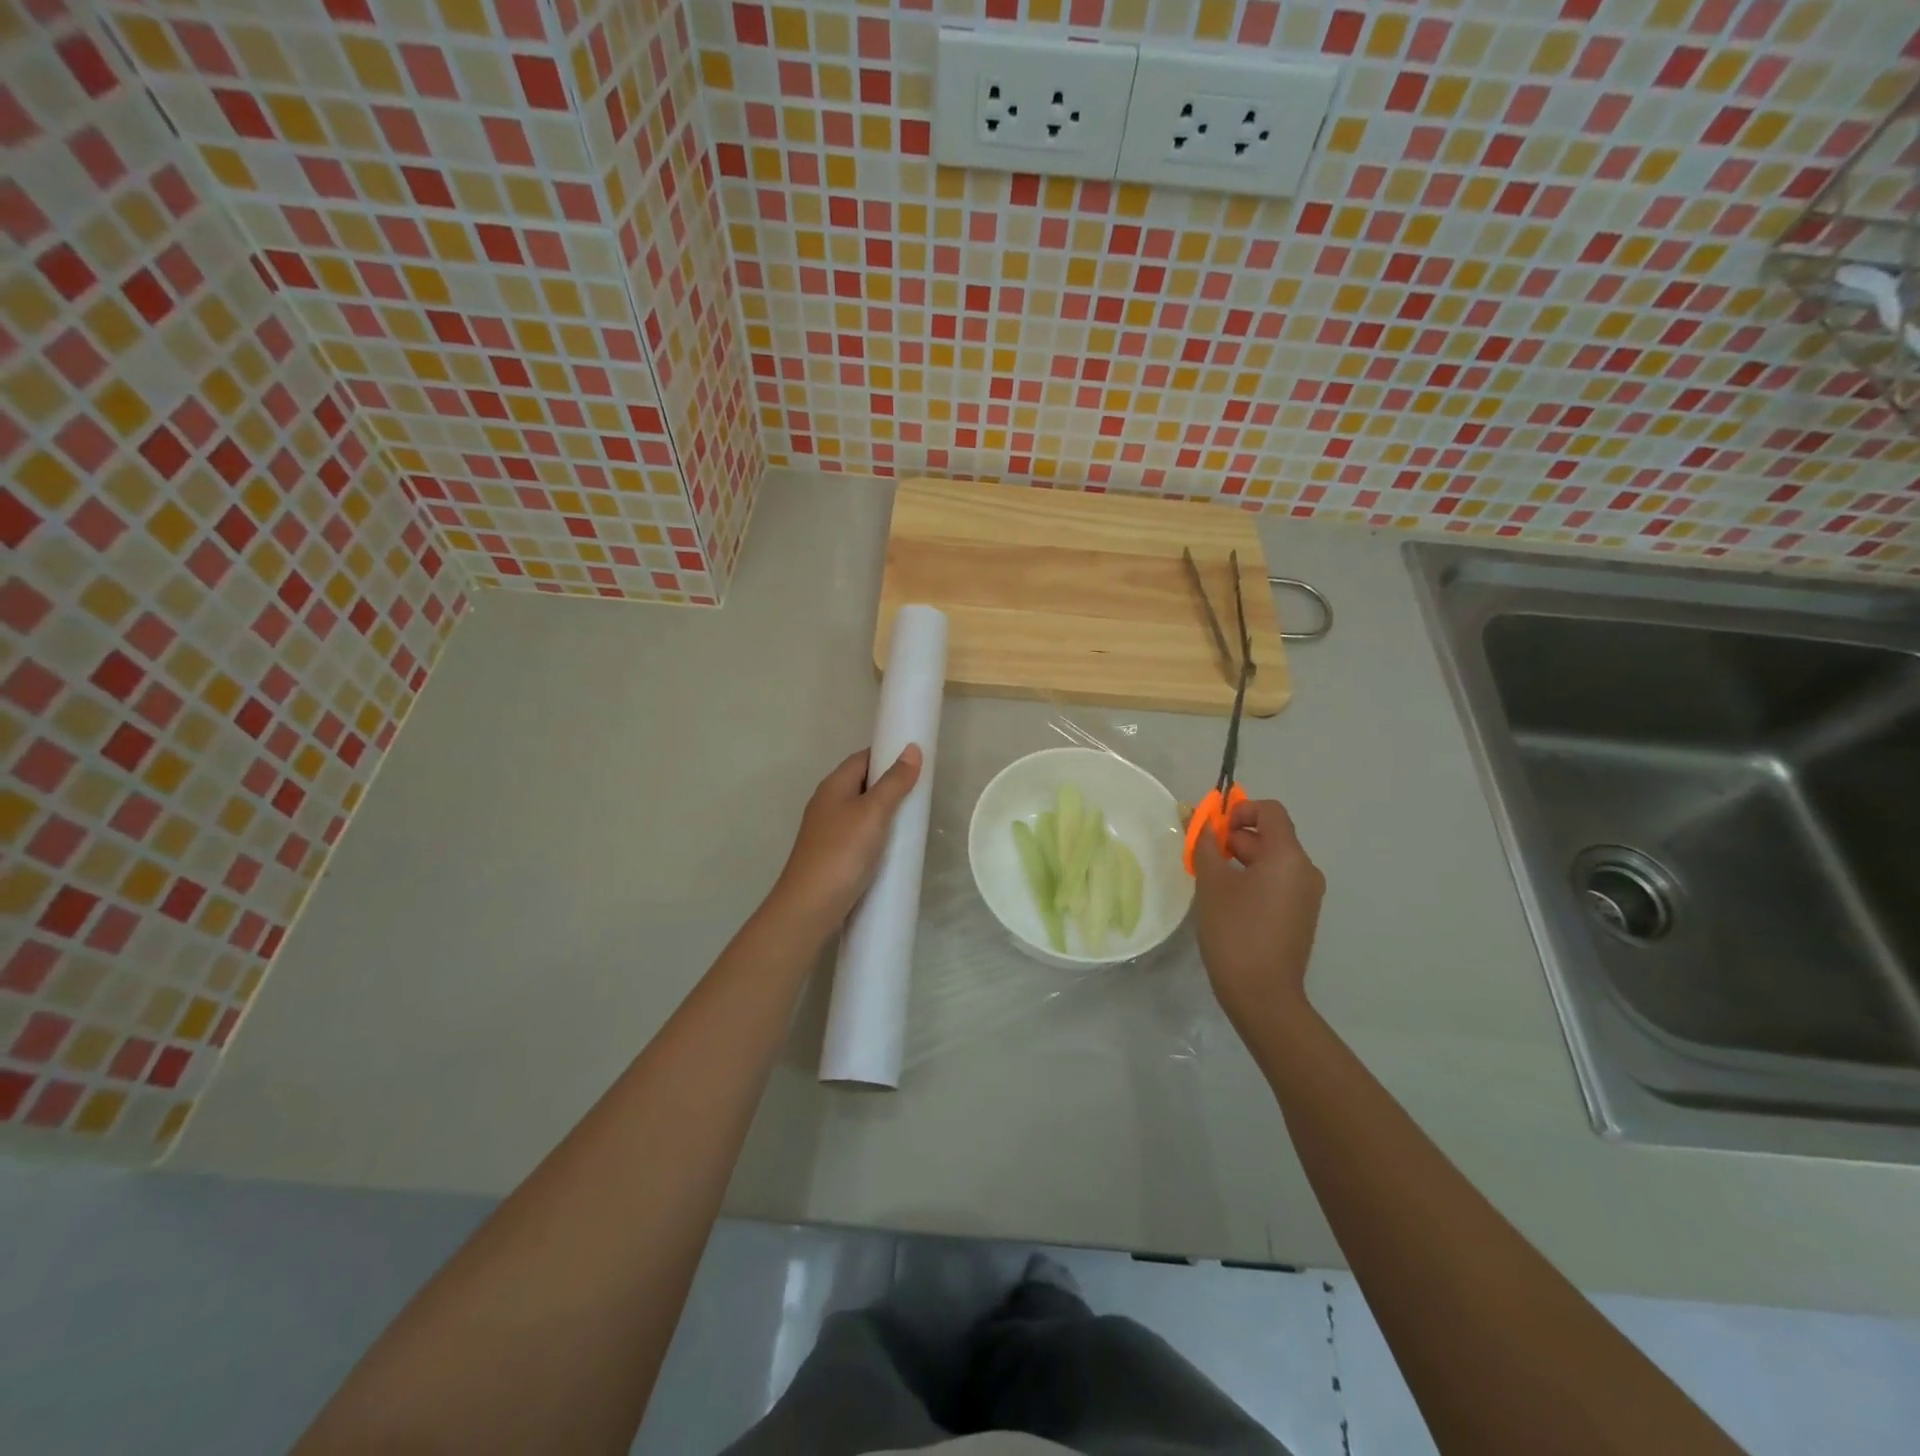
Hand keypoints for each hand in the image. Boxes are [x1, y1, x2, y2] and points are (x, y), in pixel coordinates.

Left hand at [772, 745, 923, 929]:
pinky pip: (860, 834)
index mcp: (833, 785)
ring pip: (862, 811)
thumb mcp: (873, 812)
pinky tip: (894, 847)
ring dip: (886, 812)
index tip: (916, 761)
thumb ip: (894, 782)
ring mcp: (828, 830)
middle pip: (862, 783)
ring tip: (914, 819)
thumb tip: (912, 749)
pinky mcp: (833, 855)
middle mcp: (828, 803)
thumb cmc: (842, 851)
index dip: (888, 754)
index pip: (863, 758)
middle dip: (890, 785)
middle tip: (921, 793)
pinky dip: (878, 834)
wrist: (810, 906)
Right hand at [1193, 797, 1325, 1033]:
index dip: (1240, 810)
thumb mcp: (1212, 883)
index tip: (1213, 830)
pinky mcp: (1301, 915)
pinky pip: (1277, 882)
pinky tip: (1229, 901)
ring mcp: (1307, 895)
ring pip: (1272, 860)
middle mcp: (1305, 870)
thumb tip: (1201, 822)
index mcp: (1288, 856)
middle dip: (1234, 838)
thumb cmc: (1235, 932)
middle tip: (1203, 858)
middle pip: (1270, 835)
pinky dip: (1253, 879)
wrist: (1263, 995)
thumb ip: (1205, 845)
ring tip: (1212, 881)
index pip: (1270, 811)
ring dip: (1241, 859)